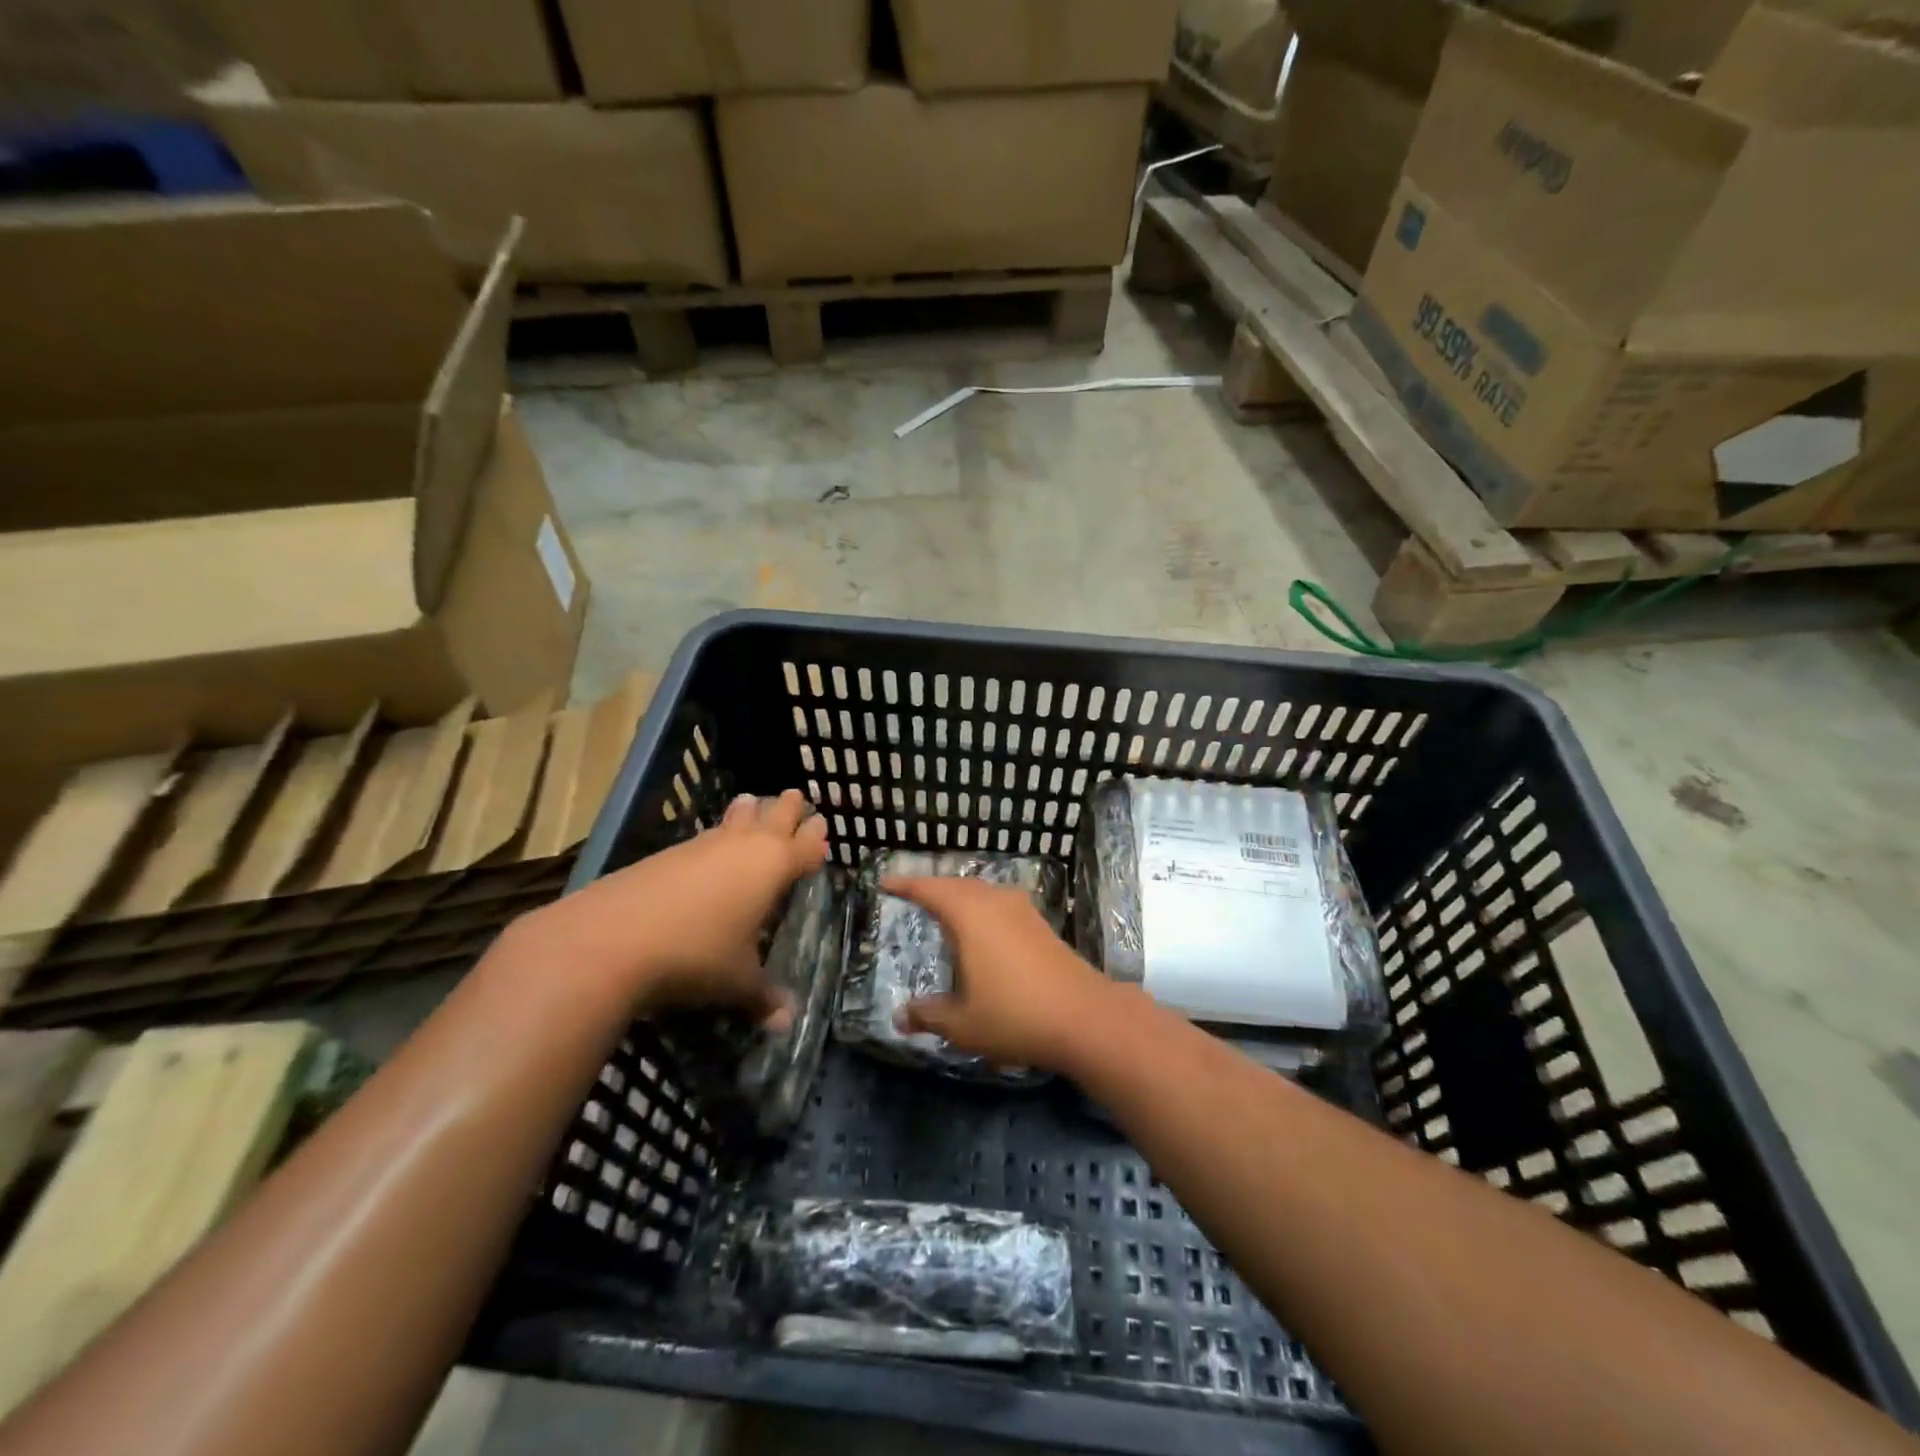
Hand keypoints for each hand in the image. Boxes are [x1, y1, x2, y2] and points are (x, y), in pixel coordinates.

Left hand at [520, 789, 828, 1019]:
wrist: (611, 939)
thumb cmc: (696, 955)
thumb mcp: (737, 982)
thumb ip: (764, 997)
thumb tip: (786, 1022)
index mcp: (772, 867)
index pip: (804, 846)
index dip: (815, 838)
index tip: (822, 825)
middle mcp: (742, 847)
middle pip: (772, 816)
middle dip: (786, 808)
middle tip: (794, 795)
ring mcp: (701, 846)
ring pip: (734, 819)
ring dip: (747, 812)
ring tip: (752, 801)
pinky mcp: (666, 854)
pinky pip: (704, 837)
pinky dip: (715, 835)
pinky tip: (708, 846)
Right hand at [883, 875, 1114, 1072]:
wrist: (1084, 1016)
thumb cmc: (1015, 1015)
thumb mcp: (963, 1024)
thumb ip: (929, 1015)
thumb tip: (900, 1017)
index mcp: (969, 915)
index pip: (929, 889)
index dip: (905, 884)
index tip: (884, 883)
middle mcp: (994, 902)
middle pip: (956, 885)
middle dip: (932, 888)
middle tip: (910, 897)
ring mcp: (1022, 910)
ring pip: (982, 891)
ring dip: (960, 896)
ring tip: (943, 910)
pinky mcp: (1040, 923)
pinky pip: (999, 903)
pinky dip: (981, 907)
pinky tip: (982, 929)